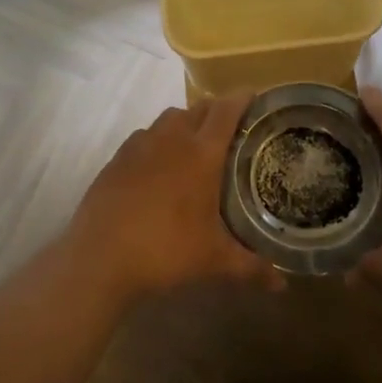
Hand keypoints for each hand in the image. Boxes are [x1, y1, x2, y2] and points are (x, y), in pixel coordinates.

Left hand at [67, 94, 281, 302]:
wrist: (99, 258)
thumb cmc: (165, 250)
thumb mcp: (213, 260)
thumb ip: (251, 267)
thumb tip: (282, 284)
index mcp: (201, 153)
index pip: (226, 110)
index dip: (242, 99)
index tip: (255, 97)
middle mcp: (171, 138)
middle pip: (198, 108)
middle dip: (217, 111)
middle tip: (232, 129)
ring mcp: (140, 145)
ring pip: (169, 118)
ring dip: (186, 123)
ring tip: (195, 146)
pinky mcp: (116, 158)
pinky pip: (144, 136)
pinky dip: (158, 141)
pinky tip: (159, 167)